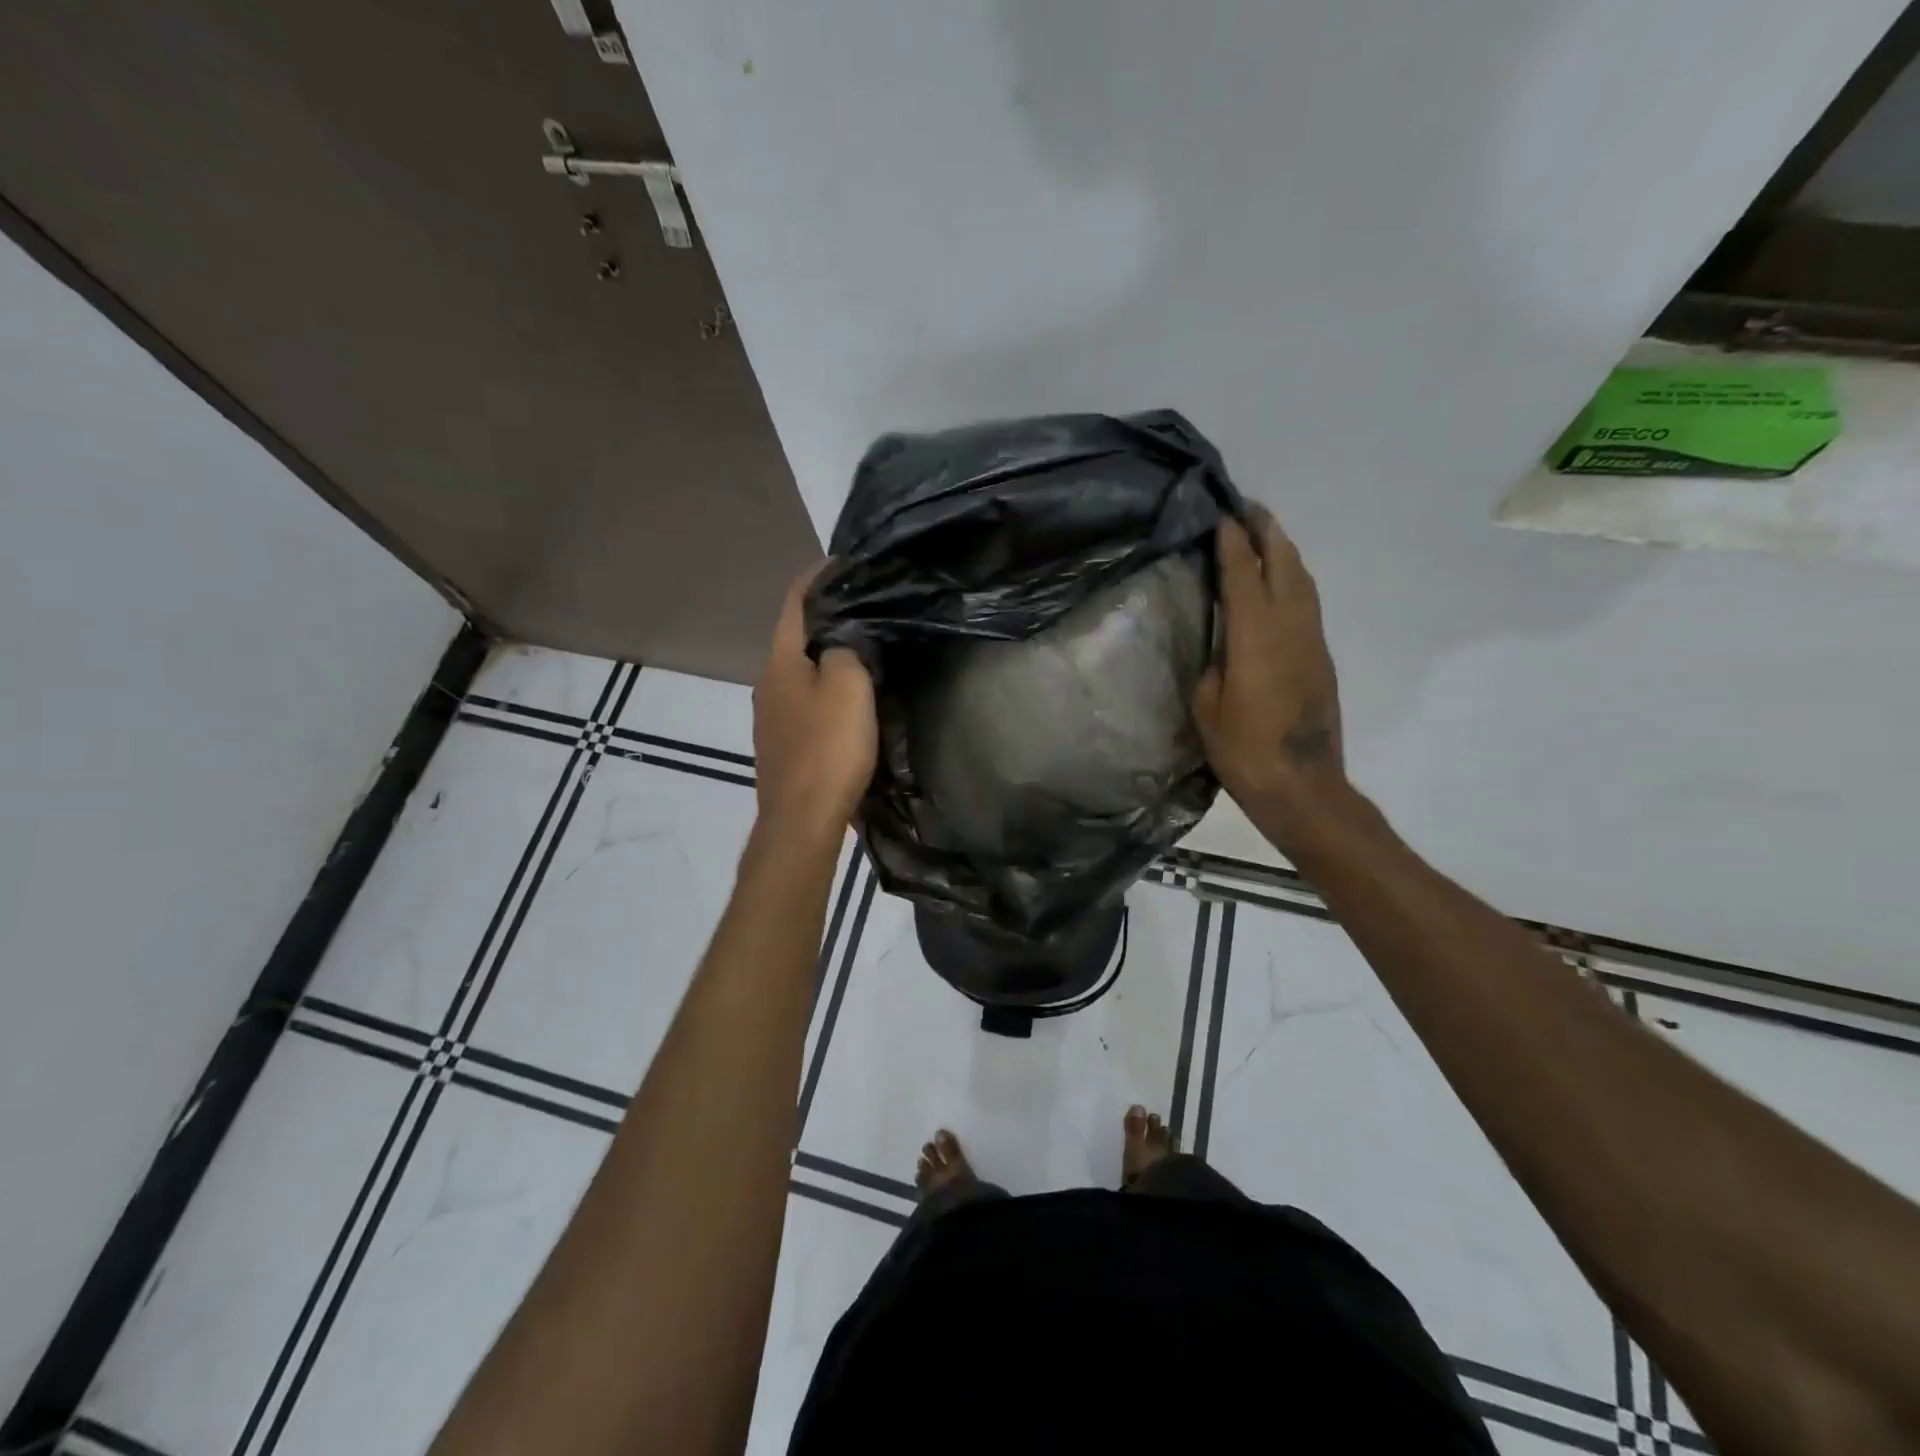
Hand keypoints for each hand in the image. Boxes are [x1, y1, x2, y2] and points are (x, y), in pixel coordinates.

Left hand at [751, 563, 877, 849]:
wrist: (802, 820)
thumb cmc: (828, 748)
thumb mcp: (848, 686)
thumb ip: (845, 650)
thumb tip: (839, 643)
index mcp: (780, 662)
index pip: (794, 602)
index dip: (817, 577)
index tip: (844, 563)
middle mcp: (767, 684)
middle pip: (795, 639)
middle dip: (826, 620)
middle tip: (865, 609)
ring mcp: (770, 719)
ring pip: (800, 674)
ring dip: (826, 659)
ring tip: (862, 653)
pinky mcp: (782, 747)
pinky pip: (805, 704)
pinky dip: (824, 691)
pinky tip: (846, 703)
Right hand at [1193, 509, 1346, 841]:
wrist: (1302, 786)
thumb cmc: (1243, 750)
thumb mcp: (1208, 706)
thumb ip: (1215, 664)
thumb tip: (1224, 643)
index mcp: (1256, 637)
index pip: (1244, 574)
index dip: (1232, 542)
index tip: (1222, 514)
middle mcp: (1291, 628)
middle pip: (1284, 564)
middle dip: (1267, 531)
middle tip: (1247, 508)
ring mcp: (1312, 641)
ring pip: (1303, 581)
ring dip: (1284, 552)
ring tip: (1265, 535)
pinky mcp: (1321, 657)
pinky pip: (1307, 603)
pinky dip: (1292, 579)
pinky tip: (1279, 582)